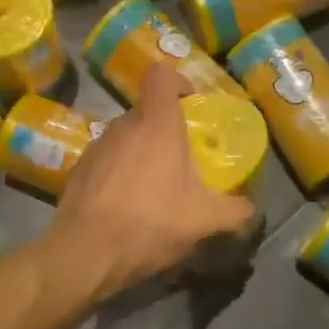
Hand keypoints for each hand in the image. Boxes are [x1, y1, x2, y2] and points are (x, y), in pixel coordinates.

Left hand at [50, 63, 256, 300]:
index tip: (190, 103)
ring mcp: (96, 146)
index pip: (161, 75)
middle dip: (164, 130)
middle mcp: (123, 125)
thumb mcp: (205, 221)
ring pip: (125, 137)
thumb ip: (235, 210)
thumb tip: (250, 208)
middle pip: (146, 111)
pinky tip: (125, 206)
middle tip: (181, 160)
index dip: (177, 81)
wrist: (85, 253)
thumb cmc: (150, 222)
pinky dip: (118, 174)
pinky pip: (106, 161)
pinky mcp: (78, 170)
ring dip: (140, 154)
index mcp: (157, 124)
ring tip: (153, 189)